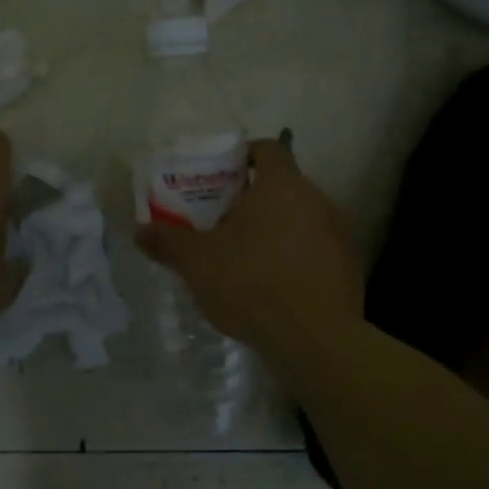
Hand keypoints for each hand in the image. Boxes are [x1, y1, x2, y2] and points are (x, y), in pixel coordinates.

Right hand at [136, 139, 363, 359]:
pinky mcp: (349, 268)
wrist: (312, 339)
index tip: (221, 177)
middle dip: (253, 200)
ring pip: (301, 220)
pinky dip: (295, 259)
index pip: (268, 149)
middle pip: (284, 186)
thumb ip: (168, 241)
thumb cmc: (250, 283)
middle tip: (223, 223)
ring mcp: (339, 235)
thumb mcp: (196, 262)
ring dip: (275, 230)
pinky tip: (274, 286)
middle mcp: (318, 200)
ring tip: (246, 258)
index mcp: (282, 186)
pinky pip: (316, 251)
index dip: (244, 157)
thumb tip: (139, 231)